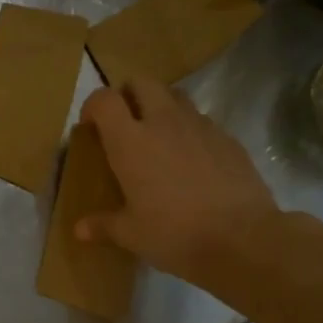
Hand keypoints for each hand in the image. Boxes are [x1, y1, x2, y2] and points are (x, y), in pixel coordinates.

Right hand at [77, 76, 284, 294]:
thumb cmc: (174, 233)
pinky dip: (188, 130)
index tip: (90, 126)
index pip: (104, 100)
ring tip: (156, 138)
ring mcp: (200, 126)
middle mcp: (163, 122)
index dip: (93, 106)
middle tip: (123, 124)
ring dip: (160, 107)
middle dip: (128, 95)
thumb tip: (80, 229)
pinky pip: (201, 121)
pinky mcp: (228, 138)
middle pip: (141, 83)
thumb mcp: (131, 234)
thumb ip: (103, 225)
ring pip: (174, 96)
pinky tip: (189, 161)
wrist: (242, 239)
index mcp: (130, 141)